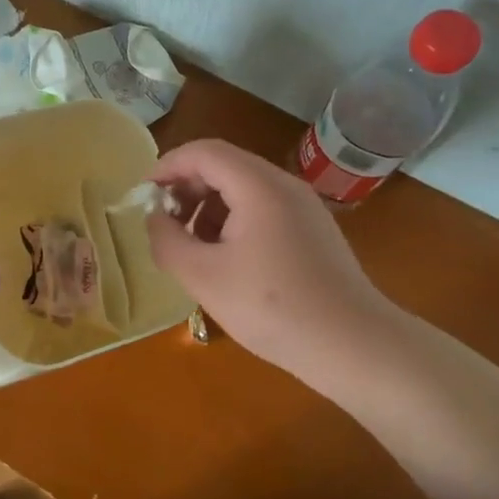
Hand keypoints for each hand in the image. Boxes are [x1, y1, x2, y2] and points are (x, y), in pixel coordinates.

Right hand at [146, 139, 401, 385]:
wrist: (354, 346)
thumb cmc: (272, 308)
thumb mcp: (203, 277)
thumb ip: (167, 240)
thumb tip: (155, 217)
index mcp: (258, 186)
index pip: (203, 152)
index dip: (168, 166)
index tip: (144, 195)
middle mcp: (284, 184)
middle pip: (224, 165)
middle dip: (187, 188)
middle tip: (164, 223)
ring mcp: (304, 206)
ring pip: (244, 188)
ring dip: (209, 206)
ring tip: (192, 246)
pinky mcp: (314, 230)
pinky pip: (264, 208)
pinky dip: (235, 220)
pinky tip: (226, 259)